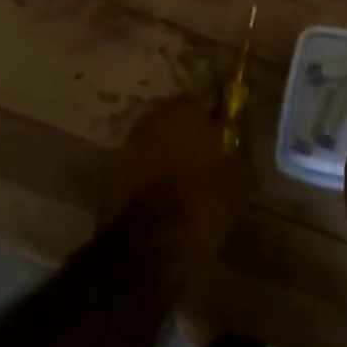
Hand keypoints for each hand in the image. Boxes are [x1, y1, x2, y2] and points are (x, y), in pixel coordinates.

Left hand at [109, 95, 244, 270]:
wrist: (151, 243)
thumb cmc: (202, 200)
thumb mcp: (234, 178)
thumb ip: (229, 156)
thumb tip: (227, 153)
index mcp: (183, 110)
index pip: (200, 102)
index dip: (211, 120)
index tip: (221, 138)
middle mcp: (151, 120)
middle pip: (172, 121)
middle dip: (185, 136)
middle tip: (203, 158)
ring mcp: (127, 147)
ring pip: (153, 145)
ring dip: (165, 157)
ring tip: (184, 181)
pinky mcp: (111, 177)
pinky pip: (140, 170)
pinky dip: (150, 179)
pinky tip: (165, 198)